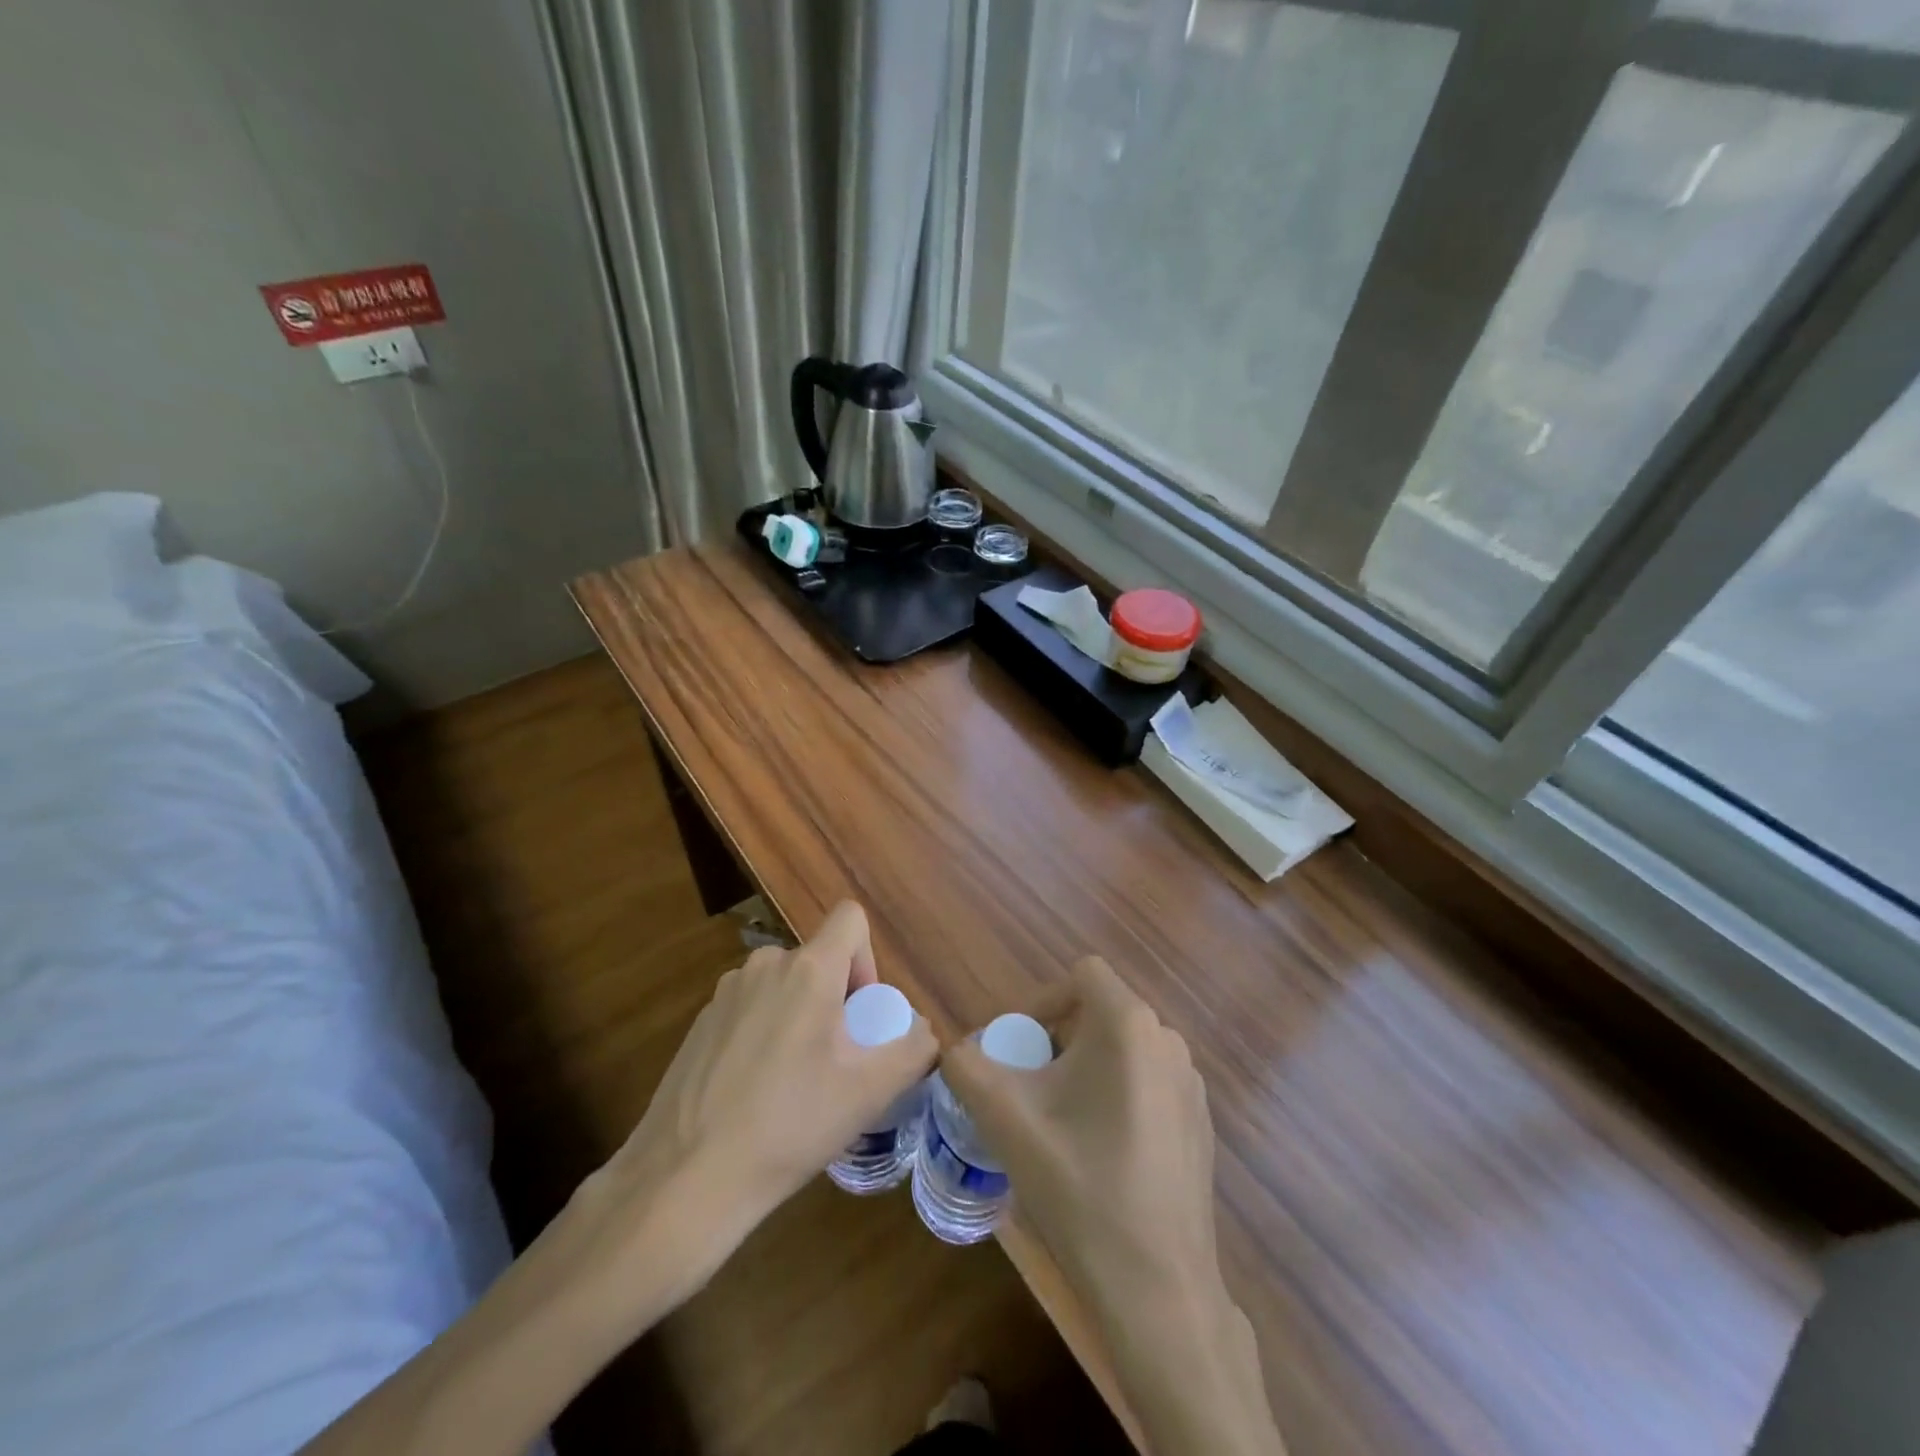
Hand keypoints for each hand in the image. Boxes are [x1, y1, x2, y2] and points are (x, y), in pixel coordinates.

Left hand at [566, 902, 937, 1321]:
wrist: (685, 1178)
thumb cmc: (789, 1124)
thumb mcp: (870, 1093)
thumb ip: (913, 1049)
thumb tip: (923, 1031)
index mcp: (808, 969)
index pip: (850, 918)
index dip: (868, 957)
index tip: (861, 1013)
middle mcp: (765, 965)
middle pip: (818, 959)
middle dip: (835, 999)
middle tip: (835, 1061)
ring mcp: (725, 992)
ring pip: (783, 986)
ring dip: (799, 1016)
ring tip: (794, 1082)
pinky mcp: (699, 1022)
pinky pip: (750, 1009)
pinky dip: (764, 1034)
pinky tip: (754, 1093)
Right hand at [943, 958, 1285, 1454]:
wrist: (1158, 1288)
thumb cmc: (1080, 1187)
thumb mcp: (1006, 1120)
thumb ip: (967, 1068)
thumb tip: (955, 1050)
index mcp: (1129, 1025)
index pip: (1082, 974)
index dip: (1042, 1000)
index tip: (1018, 1048)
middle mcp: (1168, 1041)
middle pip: (1101, 1012)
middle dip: (1058, 1039)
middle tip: (1028, 1088)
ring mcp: (1191, 1084)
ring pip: (1124, 1050)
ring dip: (1085, 1069)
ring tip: (1058, 1122)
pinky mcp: (1201, 1123)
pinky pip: (1148, 1082)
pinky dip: (1117, 1096)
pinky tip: (1099, 1153)